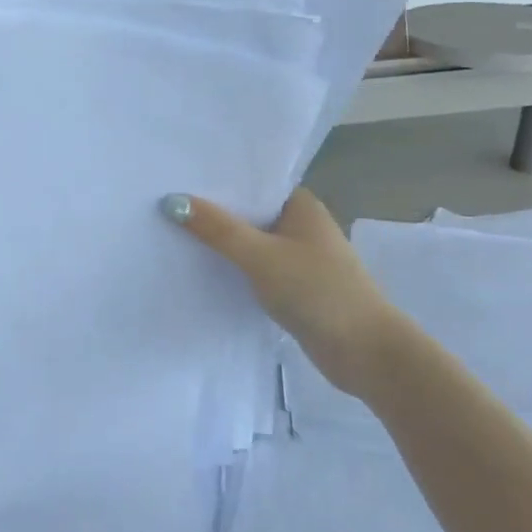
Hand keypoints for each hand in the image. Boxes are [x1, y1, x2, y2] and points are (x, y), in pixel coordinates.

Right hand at [162, 189, 414, 398]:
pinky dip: (233, 268)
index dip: (217, 181)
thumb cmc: (318, 292)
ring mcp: (299, 258)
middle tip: (164, 205)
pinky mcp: (294, 288)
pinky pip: (255, 269)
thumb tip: (172, 202)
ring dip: (221, 243)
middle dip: (213, 213)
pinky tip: (201, 269)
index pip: (252, 183)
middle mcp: (301, 226)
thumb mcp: (261, 256)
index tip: (176, 178)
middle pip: (248, 213)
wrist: (366, 353)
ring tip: (172, 233)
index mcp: (301, 206)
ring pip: (250, 243)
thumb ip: (217, 229)